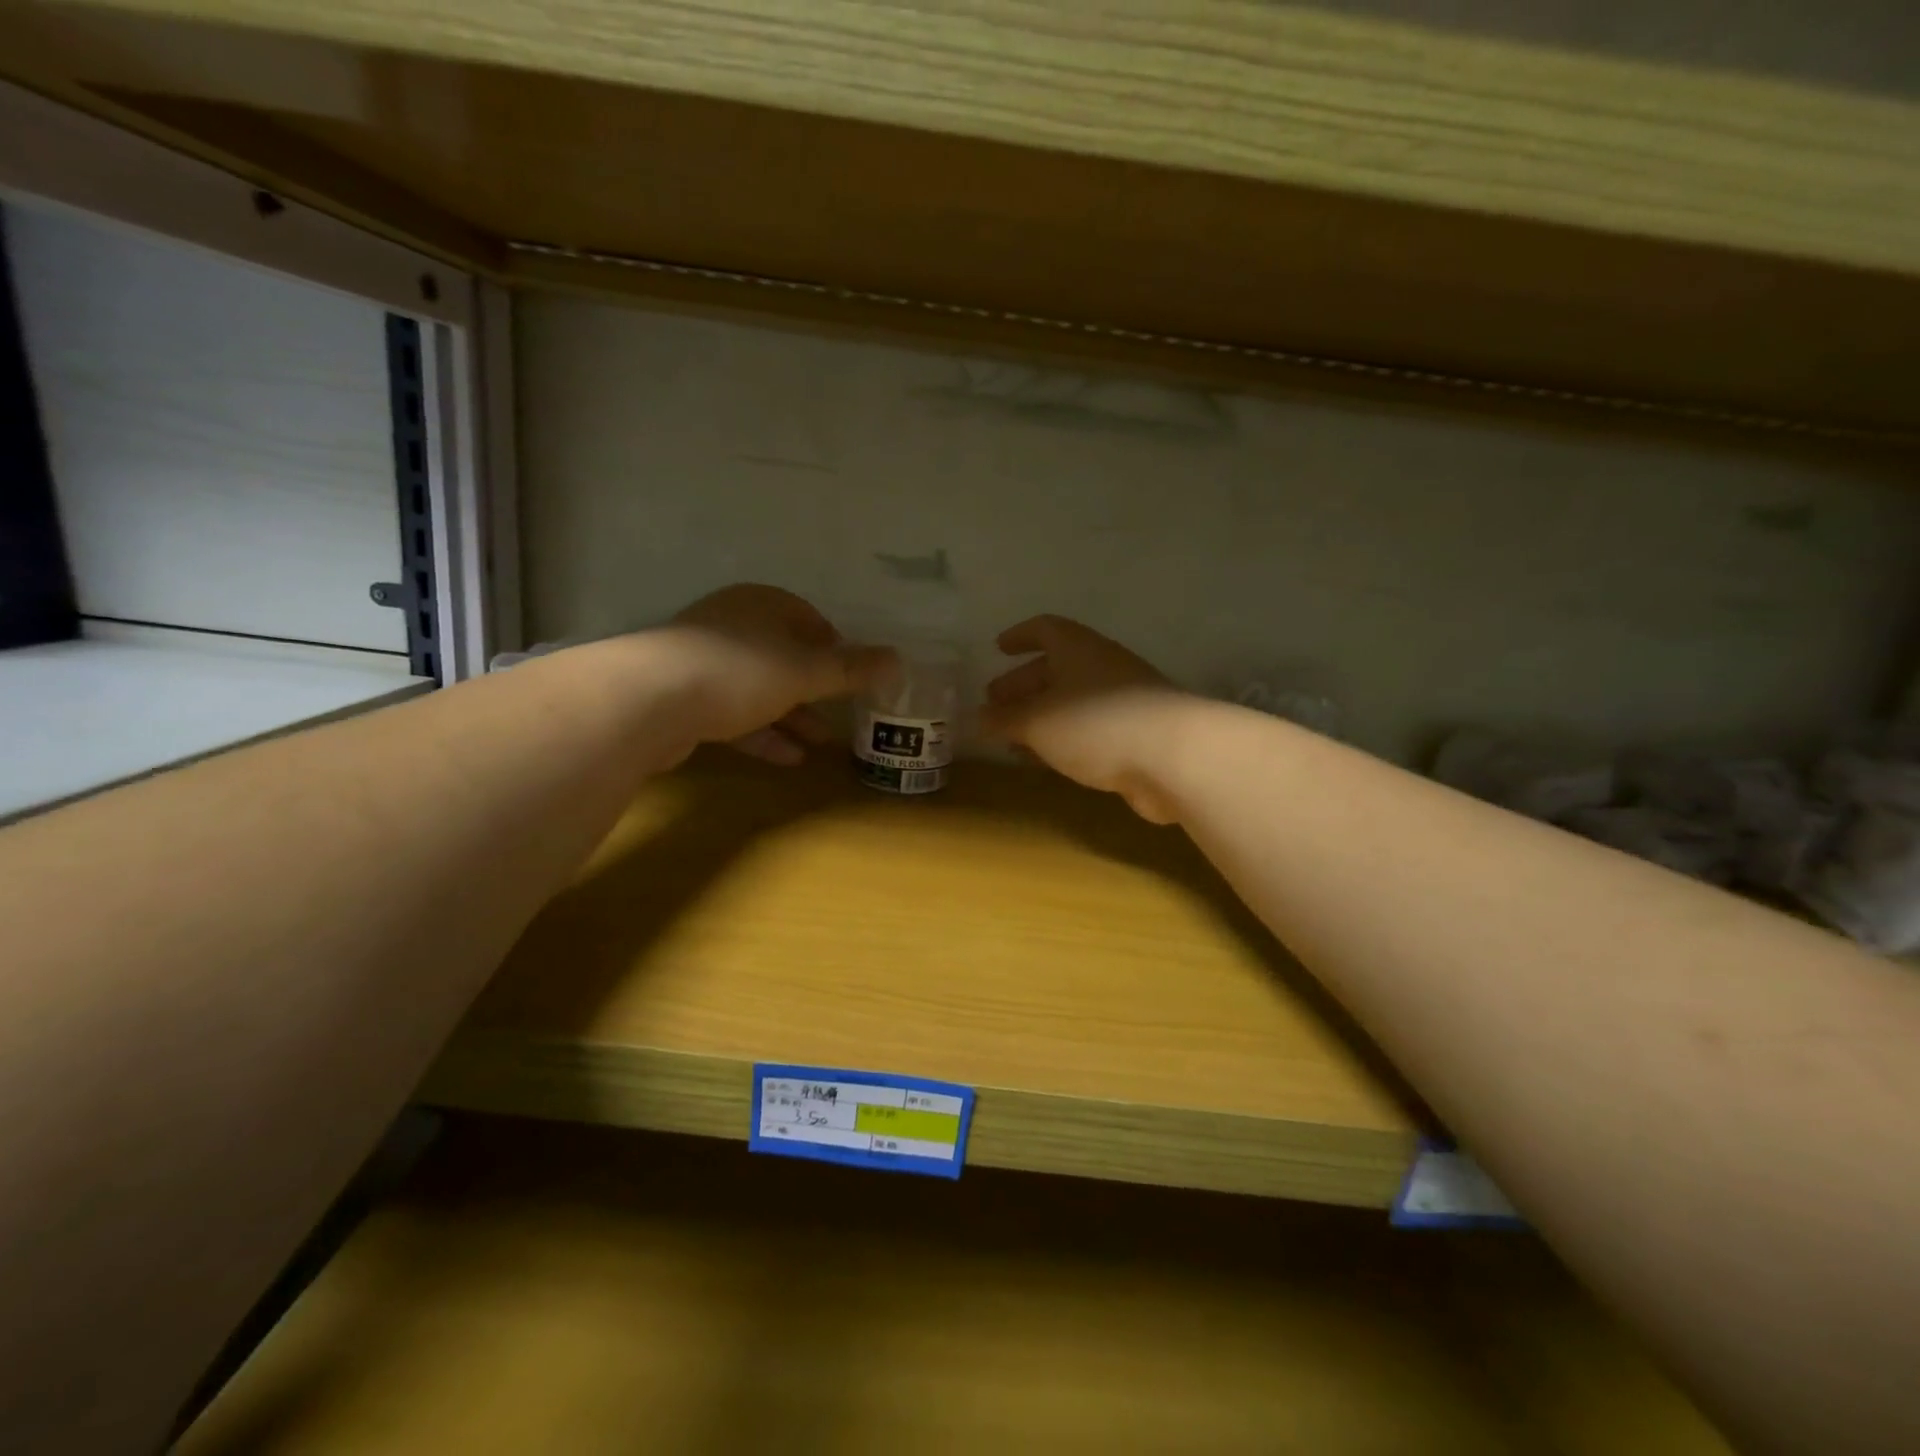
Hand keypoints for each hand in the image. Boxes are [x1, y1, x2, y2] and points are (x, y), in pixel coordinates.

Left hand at [664, 585, 892, 764]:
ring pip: (759, 689)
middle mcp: (732, 626)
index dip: (833, 646)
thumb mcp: (806, 671)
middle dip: (814, 689)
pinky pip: (734, 714)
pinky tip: (788, 759)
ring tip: (820, 744)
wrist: (649, 699)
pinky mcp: (684, 699)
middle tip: (841, 714)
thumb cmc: (741, 670)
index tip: (851, 676)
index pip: (807, 618)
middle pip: (783, 656)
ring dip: (791, 716)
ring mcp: (704, 662)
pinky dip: (762, 733)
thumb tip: (898, 659)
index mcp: (762, 605)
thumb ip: (851, 669)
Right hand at [980, 615, 1193, 822]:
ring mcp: (1123, 700)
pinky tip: (1048, 759)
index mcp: (1077, 648)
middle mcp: (1101, 666)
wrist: (1175, 757)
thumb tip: (976, 719)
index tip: (998, 648)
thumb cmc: (1096, 724)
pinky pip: (1089, 729)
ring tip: (1013, 738)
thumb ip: (1004, 720)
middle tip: (994, 703)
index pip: (1045, 629)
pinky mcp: (1136, 734)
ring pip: (1072, 702)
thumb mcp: (1037, 722)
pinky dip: (1063, 739)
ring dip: (1041, 716)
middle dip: (1023, 684)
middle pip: (1056, 668)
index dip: (1020, 636)